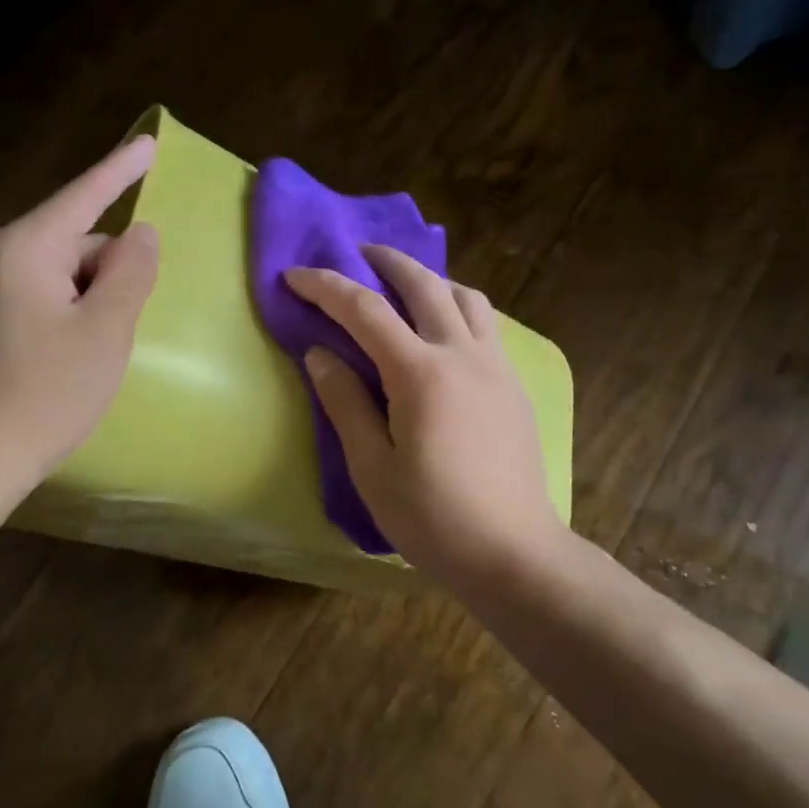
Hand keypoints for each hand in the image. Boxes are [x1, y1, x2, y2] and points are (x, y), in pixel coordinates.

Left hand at [0, 135, 158, 488]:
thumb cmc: (46, 392)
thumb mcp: (106, 329)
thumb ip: (131, 272)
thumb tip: (140, 234)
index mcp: (24, 247)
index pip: (85, 196)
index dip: (122, 169)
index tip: (149, 144)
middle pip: (78, 242)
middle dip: (110, 273)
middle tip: (117, 330)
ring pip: (62, 273)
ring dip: (91, 299)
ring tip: (93, 353)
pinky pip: (42, 295)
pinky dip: (69, 313)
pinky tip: (70, 357)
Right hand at [284, 247, 563, 575]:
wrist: (514, 553)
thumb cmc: (433, 518)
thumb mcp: (372, 468)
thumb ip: (345, 403)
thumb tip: (320, 353)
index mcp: (421, 374)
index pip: (364, 311)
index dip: (325, 287)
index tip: (294, 275)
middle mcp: (463, 355)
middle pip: (424, 284)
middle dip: (387, 262)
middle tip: (358, 255)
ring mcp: (496, 366)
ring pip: (466, 297)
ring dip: (431, 279)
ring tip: (405, 286)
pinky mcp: (514, 385)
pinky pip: (486, 325)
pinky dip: (458, 307)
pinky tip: (444, 331)